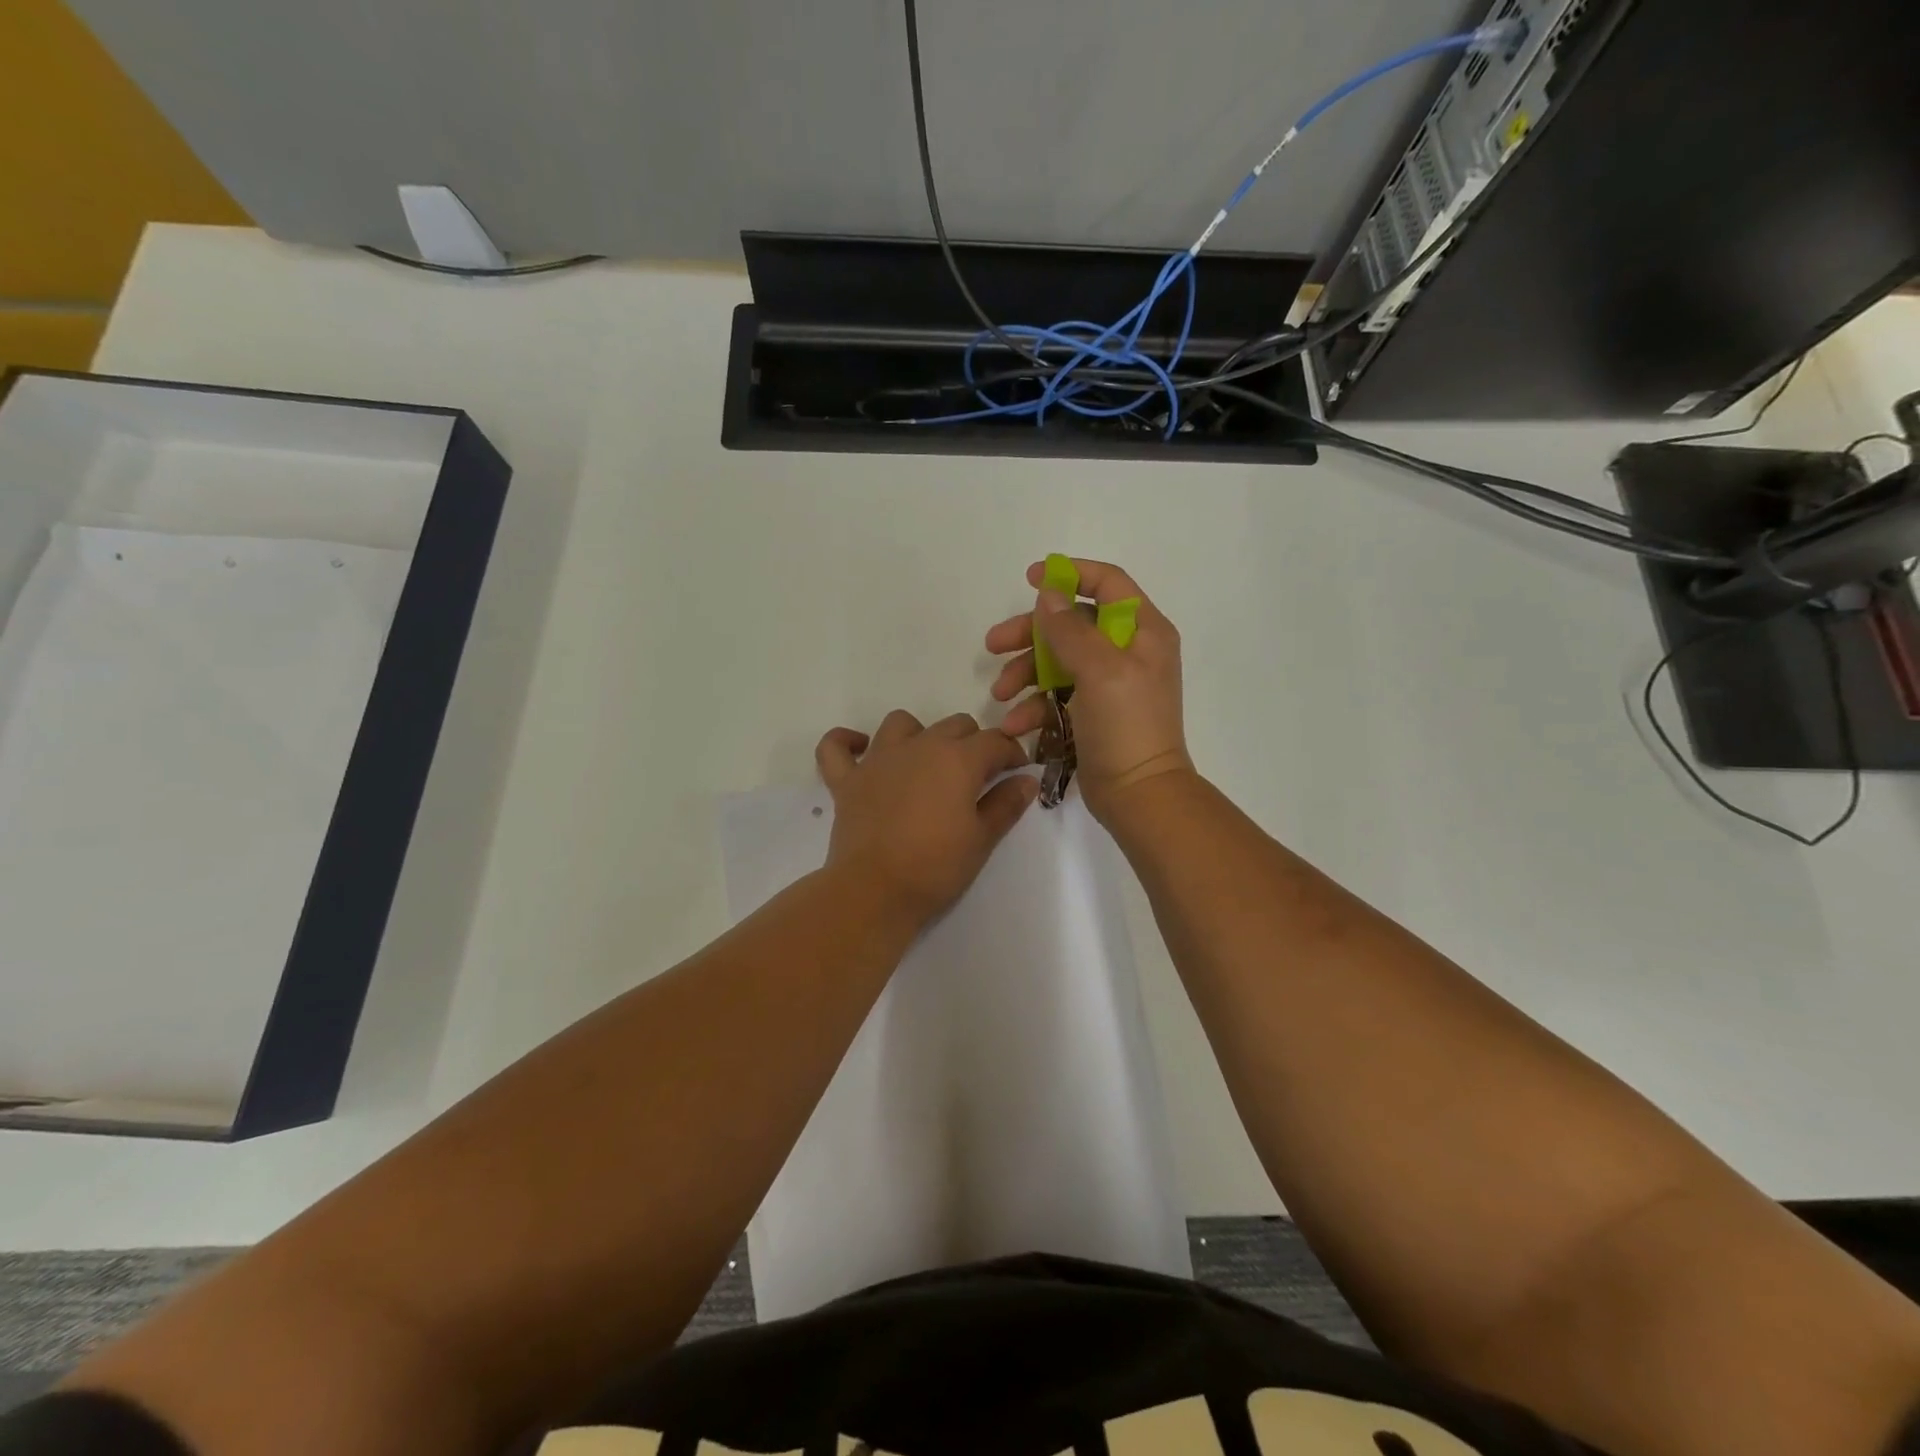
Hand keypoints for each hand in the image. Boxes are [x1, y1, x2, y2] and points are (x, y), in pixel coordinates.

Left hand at [815, 710, 1038, 924]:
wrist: (874, 891)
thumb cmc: (935, 867)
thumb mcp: (981, 839)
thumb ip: (1006, 804)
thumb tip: (1027, 780)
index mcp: (957, 759)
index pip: (995, 742)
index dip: (1012, 754)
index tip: (1018, 772)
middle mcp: (919, 746)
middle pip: (955, 725)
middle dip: (973, 743)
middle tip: (978, 776)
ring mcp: (878, 759)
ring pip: (902, 723)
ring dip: (919, 735)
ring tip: (926, 762)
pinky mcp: (847, 779)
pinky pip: (836, 746)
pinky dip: (847, 742)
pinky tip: (861, 750)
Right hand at [986, 557, 1193, 821]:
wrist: (1139, 794)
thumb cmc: (1126, 725)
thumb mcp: (1099, 670)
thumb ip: (1070, 629)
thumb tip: (1049, 594)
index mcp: (1143, 631)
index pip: (1108, 583)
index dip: (1070, 574)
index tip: (1030, 578)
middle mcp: (1128, 651)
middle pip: (1072, 624)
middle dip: (1031, 634)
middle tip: (993, 644)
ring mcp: (1109, 683)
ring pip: (1058, 660)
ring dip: (1025, 673)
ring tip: (999, 695)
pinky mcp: (1092, 712)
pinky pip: (1057, 695)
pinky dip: (1034, 705)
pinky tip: (1015, 723)